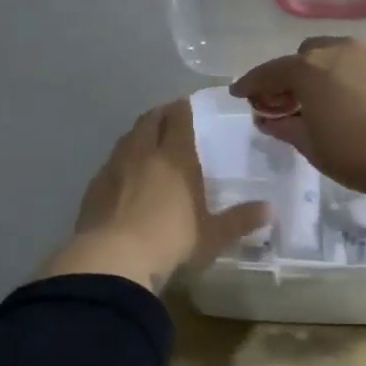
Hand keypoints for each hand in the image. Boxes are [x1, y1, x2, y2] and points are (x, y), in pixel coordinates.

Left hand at [39, 100, 268, 291]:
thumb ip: (240, 220)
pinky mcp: (94, 186)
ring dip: (139, 135)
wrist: (112, 259)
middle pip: (150, 120)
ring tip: (148, 144)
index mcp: (175, 156)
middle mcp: (143, 152)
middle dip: (160, 114)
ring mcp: (114, 167)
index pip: (178, 117)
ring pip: (127, 138)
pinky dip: (121, 161)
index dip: (183, 108)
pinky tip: (125, 176)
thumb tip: (271, 210)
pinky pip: (111, 163)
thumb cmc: (170, 240)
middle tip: (170, 119)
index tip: (188, 106)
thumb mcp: (212, 235)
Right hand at [228, 36, 365, 201]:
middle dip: (294, 75)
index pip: (271, 71)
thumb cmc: (360, 155)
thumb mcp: (314, 148)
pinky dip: (359, 80)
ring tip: (331, 102)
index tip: (240, 93)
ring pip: (342, 56)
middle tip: (291, 102)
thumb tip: (269, 119)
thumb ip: (287, 128)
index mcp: (310, 70)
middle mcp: (341, 51)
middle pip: (307, 55)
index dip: (252, 83)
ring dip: (328, 74)